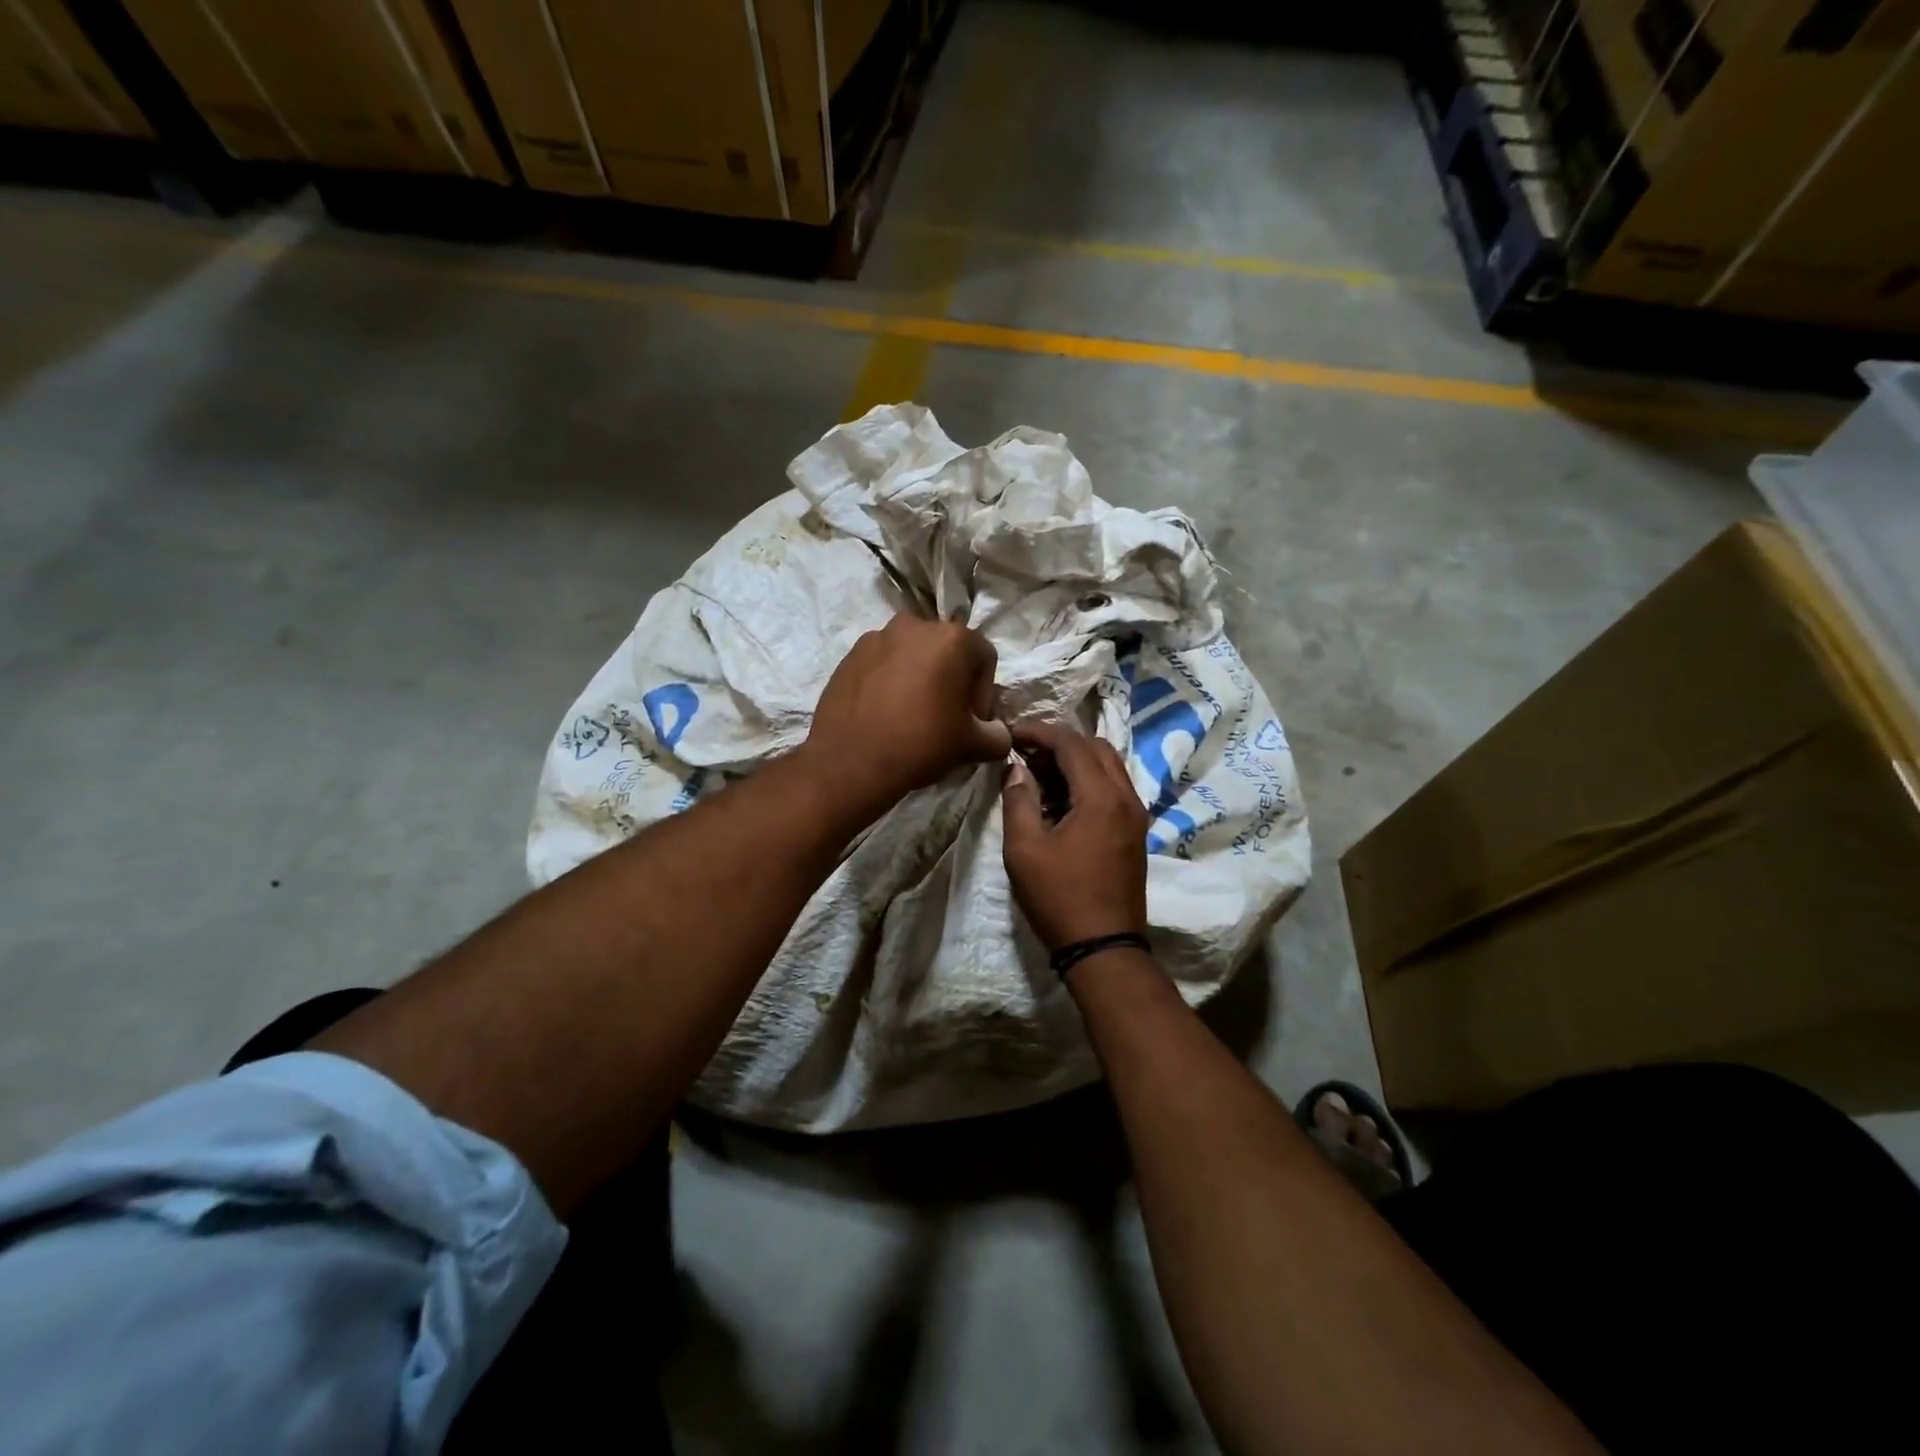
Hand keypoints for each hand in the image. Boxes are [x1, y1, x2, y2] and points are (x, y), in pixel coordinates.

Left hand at [804, 615, 1011, 814]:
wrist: (850, 761)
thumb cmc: (921, 743)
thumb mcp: (973, 745)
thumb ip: (998, 735)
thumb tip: (998, 734)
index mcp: (952, 637)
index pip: (984, 659)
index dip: (984, 693)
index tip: (972, 723)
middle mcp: (915, 625)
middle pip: (947, 652)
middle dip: (952, 682)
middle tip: (946, 718)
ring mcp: (878, 636)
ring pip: (913, 656)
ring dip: (920, 679)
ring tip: (912, 716)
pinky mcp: (850, 654)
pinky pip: (883, 664)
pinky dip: (891, 682)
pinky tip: (886, 713)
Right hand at [1001, 720, 1149, 953]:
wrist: (1103, 947)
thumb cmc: (1059, 897)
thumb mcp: (1024, 849)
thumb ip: (1019, 800)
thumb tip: (1016, 769)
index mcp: (1101, 797)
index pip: (1071, 743)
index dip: (1039, 731)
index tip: (1011, 733)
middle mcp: (1126, 797)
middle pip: (1095, 747)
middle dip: (1059, 743)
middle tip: (1025, 754)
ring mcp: (1135, 815)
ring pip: (1107, 767)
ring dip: (1074, 762)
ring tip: (1038, 775)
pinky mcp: (1134, 832)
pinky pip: (1112, 789)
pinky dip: (1087, 782)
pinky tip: (1059, 801)